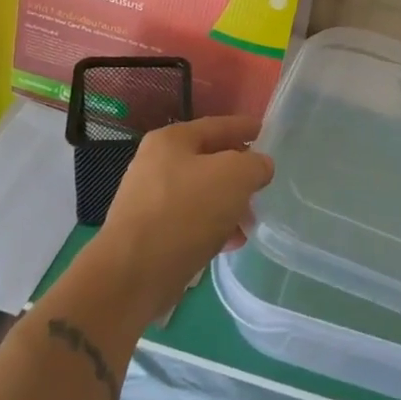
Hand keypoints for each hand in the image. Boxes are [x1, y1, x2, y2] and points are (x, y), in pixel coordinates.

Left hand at [91, 114, 273, 315]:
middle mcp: (156, 165)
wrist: (133, 274)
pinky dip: (213, 228)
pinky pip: (191, 222)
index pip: (217, 126)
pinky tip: (231, 243)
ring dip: (229, 206)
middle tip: (264, 186)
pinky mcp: (149, 234)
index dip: (245, 127)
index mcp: (171, 140)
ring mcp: (150, 200)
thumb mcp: (234, 176)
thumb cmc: (186, 212)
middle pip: (209, 161)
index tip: (266, 132)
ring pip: (202, 195)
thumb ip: (255, 165)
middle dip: (239, 175)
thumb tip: (258, 168)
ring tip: (250, 223)